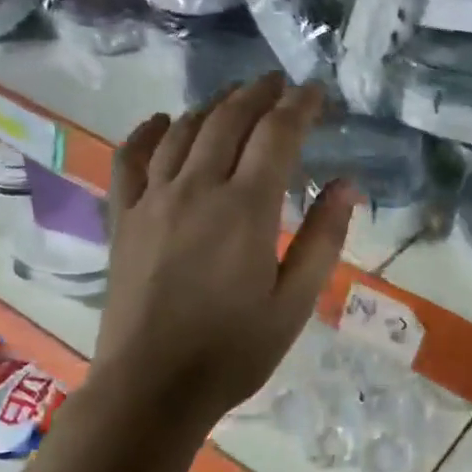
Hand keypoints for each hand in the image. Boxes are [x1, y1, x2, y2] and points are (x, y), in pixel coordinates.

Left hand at [92, 75, 356, 426]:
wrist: (151, 387)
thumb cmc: (233, 351)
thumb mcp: (295, 302)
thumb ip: (323, 238)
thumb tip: (348, 184)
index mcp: (246, 209)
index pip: (277, 135)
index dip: (299, 106)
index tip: (316, 92)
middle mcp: (197, 189)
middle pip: (229, 120)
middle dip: (258, 94)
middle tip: (279, 84)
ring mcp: (153, 200)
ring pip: (184, 131)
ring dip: (213, 106)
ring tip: (235, 98)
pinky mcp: (123, 218)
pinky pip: (131, 158)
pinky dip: (148, 132)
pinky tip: (163, 122)